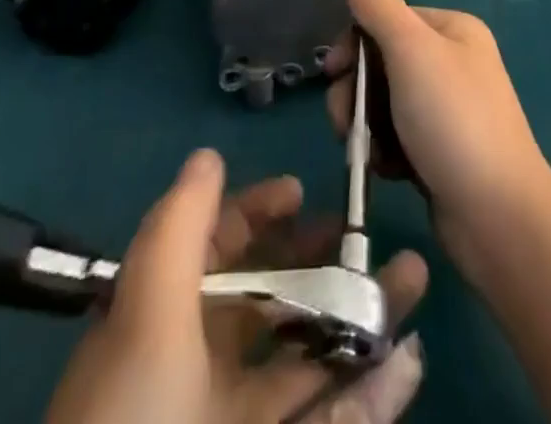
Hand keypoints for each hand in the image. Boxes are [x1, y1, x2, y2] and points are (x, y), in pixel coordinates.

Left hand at [45, 149, 427, 423]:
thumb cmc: (135, 413)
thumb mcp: (145, 314)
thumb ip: (181, 228)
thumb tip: (208, 154)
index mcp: (165, 327)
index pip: (214, 250)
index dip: (254, 213)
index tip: (300, 191)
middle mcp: (202, 371)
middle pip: (271, 300)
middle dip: (320, 259)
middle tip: (366, 235)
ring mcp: (240, 422)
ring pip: (313, 358)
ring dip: (365, 316)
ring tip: (414, 274)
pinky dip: (375, 396)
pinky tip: (410, 359)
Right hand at [326, 0, 550, 269]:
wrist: (498, 217)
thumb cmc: (453, 121)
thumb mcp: (412, 52)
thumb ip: (379, 8)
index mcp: (452, 30)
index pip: (388, 18)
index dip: (356, 42)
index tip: (333, 71)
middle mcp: (453, 63)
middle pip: (383, 62)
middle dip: (358, 90)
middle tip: (346, 121)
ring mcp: (448, 110)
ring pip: (385, 103)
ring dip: (367, 124)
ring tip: (367, 152)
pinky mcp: (441, 152)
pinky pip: (397, 138)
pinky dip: (385, 151)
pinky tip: (387, 171)